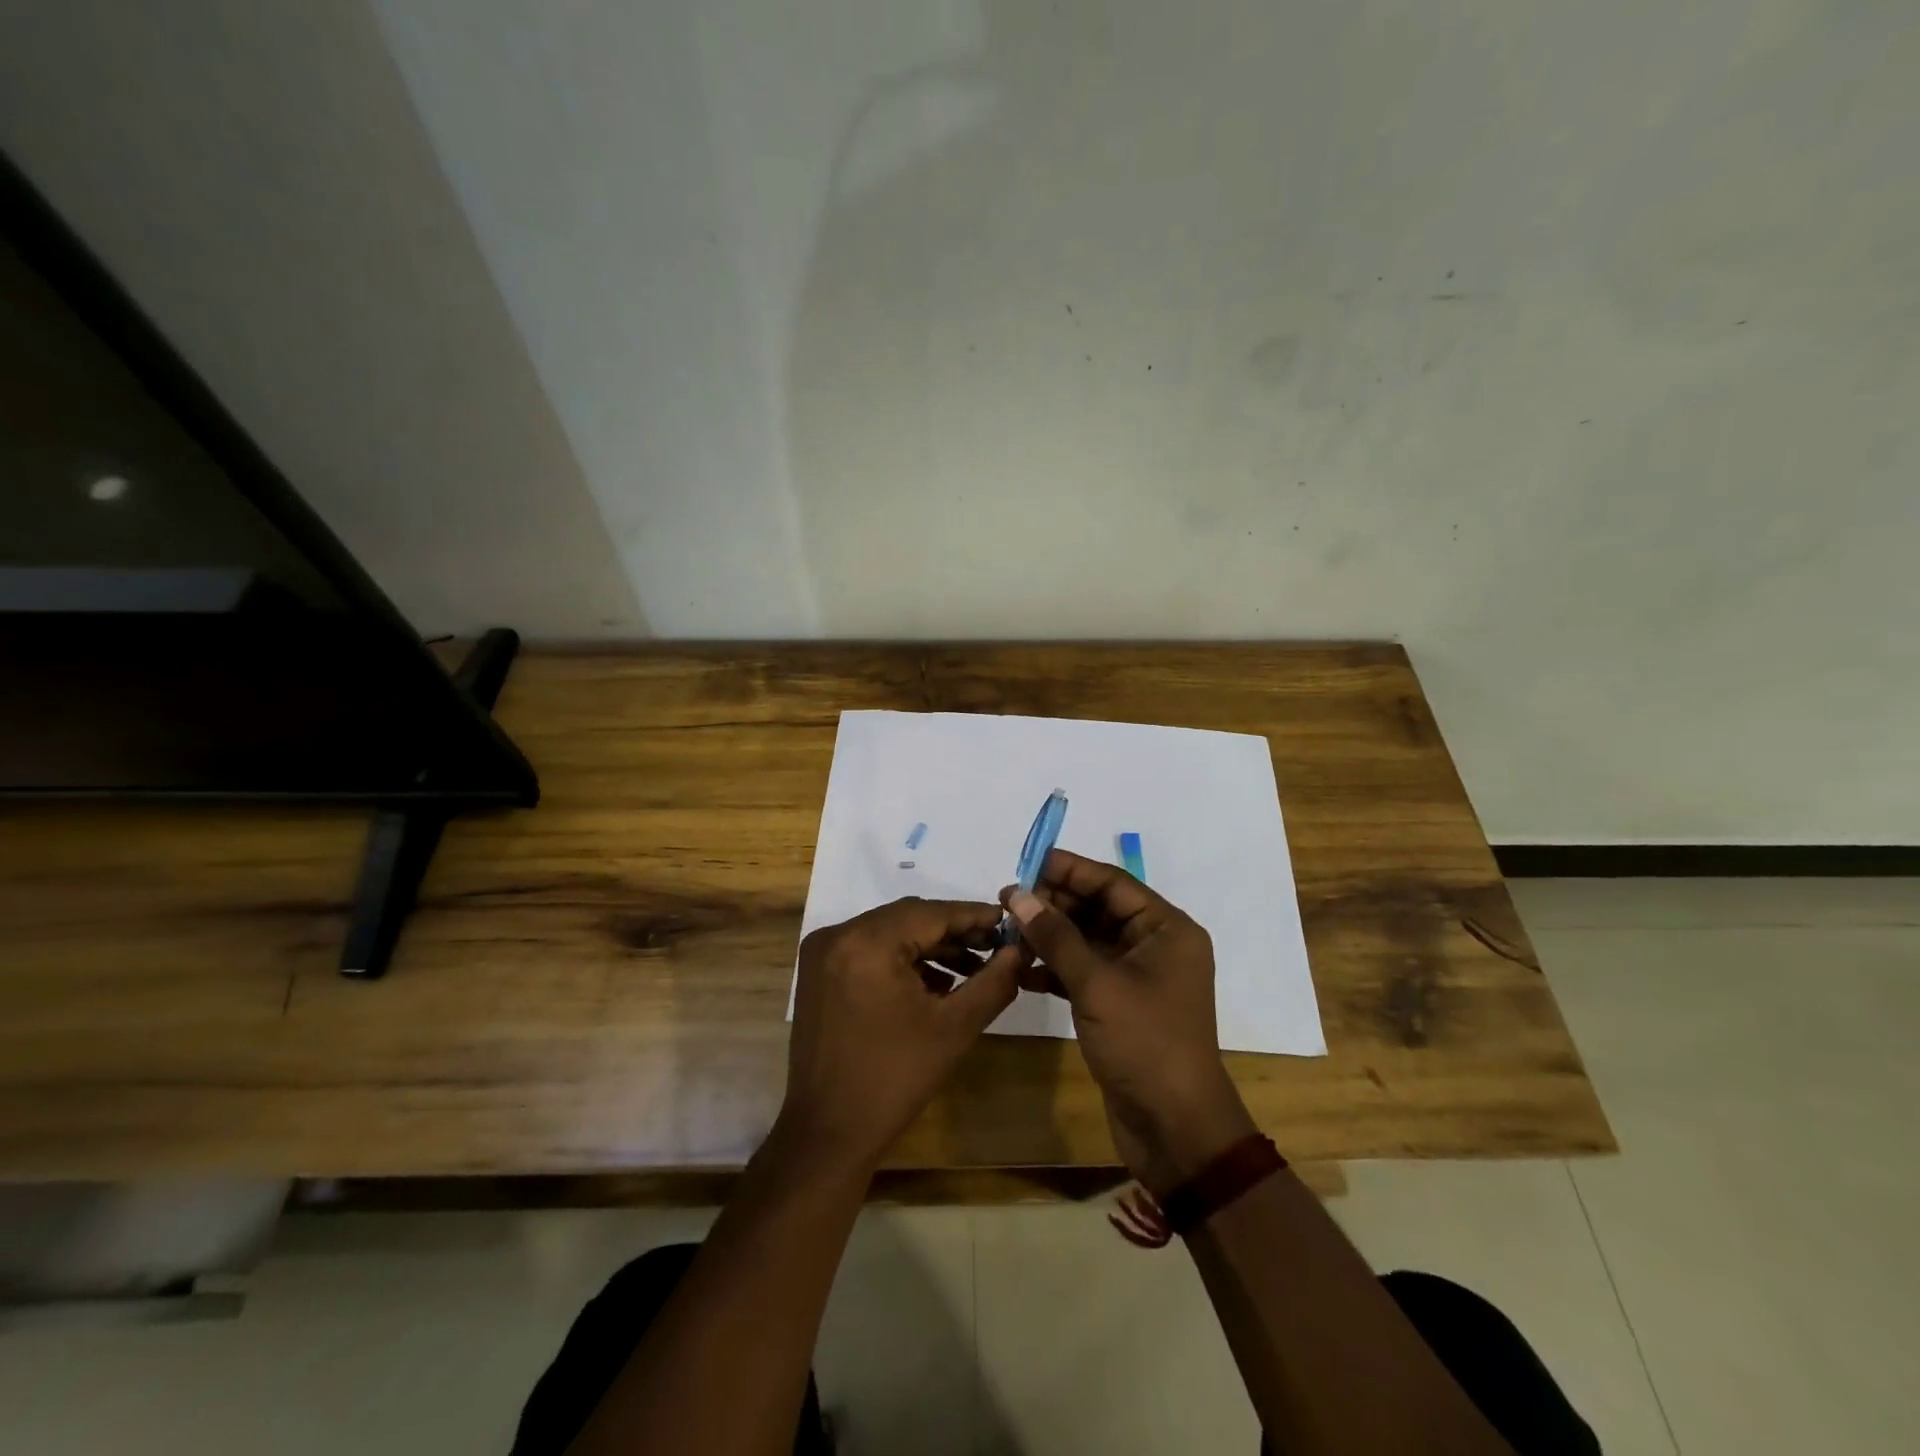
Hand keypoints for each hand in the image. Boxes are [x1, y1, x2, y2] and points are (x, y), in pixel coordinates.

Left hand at [780, 898, 1023, 1174]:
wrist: (828, 1133)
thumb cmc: (894, 1080)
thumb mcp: (954, 1028)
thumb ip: (993, 983)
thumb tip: (1019, 951)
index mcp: (867, 942)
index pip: (930, 913)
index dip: (973, 916)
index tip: (1008, 922)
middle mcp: (839, 935)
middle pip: (908, 918)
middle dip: (953, 931)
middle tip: (995, 945)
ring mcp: (823, 952)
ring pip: (889, 932)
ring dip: (929, 946)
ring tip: (972, 968)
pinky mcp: (819, 972)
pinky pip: (869, 949)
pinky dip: (902, 959)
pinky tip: (935, 982)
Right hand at [1002, 850, 1256, 1194]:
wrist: (1175, 1129)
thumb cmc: (1145, 1043)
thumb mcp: (1097, 984)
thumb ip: (1056, 936)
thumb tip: (1017, 894)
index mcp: (1166, 929)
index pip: (1112, 883)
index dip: (1069, 869)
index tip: (1026, 862)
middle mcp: (1154, 946)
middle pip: (1098, 909)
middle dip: (1054, 904)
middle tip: (1007, 900)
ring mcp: (1137, 977)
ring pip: (1088, 941)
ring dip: (1050, 936)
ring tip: (1007, 931)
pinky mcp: (1120, 1006)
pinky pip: (1084, 972)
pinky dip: (1056, 968)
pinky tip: (1022, 969)